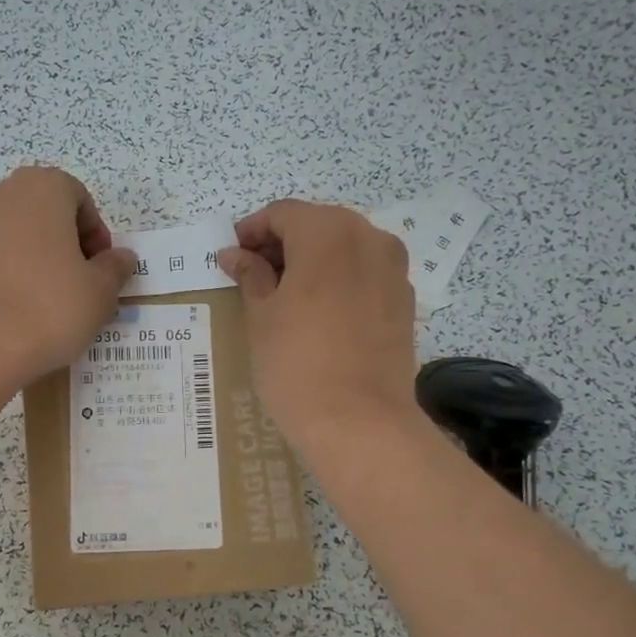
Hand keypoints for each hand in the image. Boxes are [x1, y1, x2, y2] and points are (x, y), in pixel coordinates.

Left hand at [0, 167, 135, 390]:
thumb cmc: (49, 306)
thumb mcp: (100, 292)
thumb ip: (114, 269)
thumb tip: (120, 258)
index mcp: (42, 187)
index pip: (79, 198)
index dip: (96, 234)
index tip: (101, 270)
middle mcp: (1, 193)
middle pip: (44, 212)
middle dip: (65, 242)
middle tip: (79, 284)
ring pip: (16, 234)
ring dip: (36, 258)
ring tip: (48, 300)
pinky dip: (9, 273)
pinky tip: (18, 308)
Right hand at [220, 199, 418, 450]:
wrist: (359, 422)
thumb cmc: (296, 363)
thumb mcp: (261, 316)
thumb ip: (250, 275)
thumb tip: (235, 254)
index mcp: (328, 232)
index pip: (283, 213)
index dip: (252, 230)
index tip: (231, 256)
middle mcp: (368, 238)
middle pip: (317, 225)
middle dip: (283, 244)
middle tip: (253, 275)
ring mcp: (393, 269)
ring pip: (344, 248)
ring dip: (312, 261)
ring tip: (284, 295)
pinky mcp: (404, 301)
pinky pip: (364, 274)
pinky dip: (338, 280)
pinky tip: (319, 312)